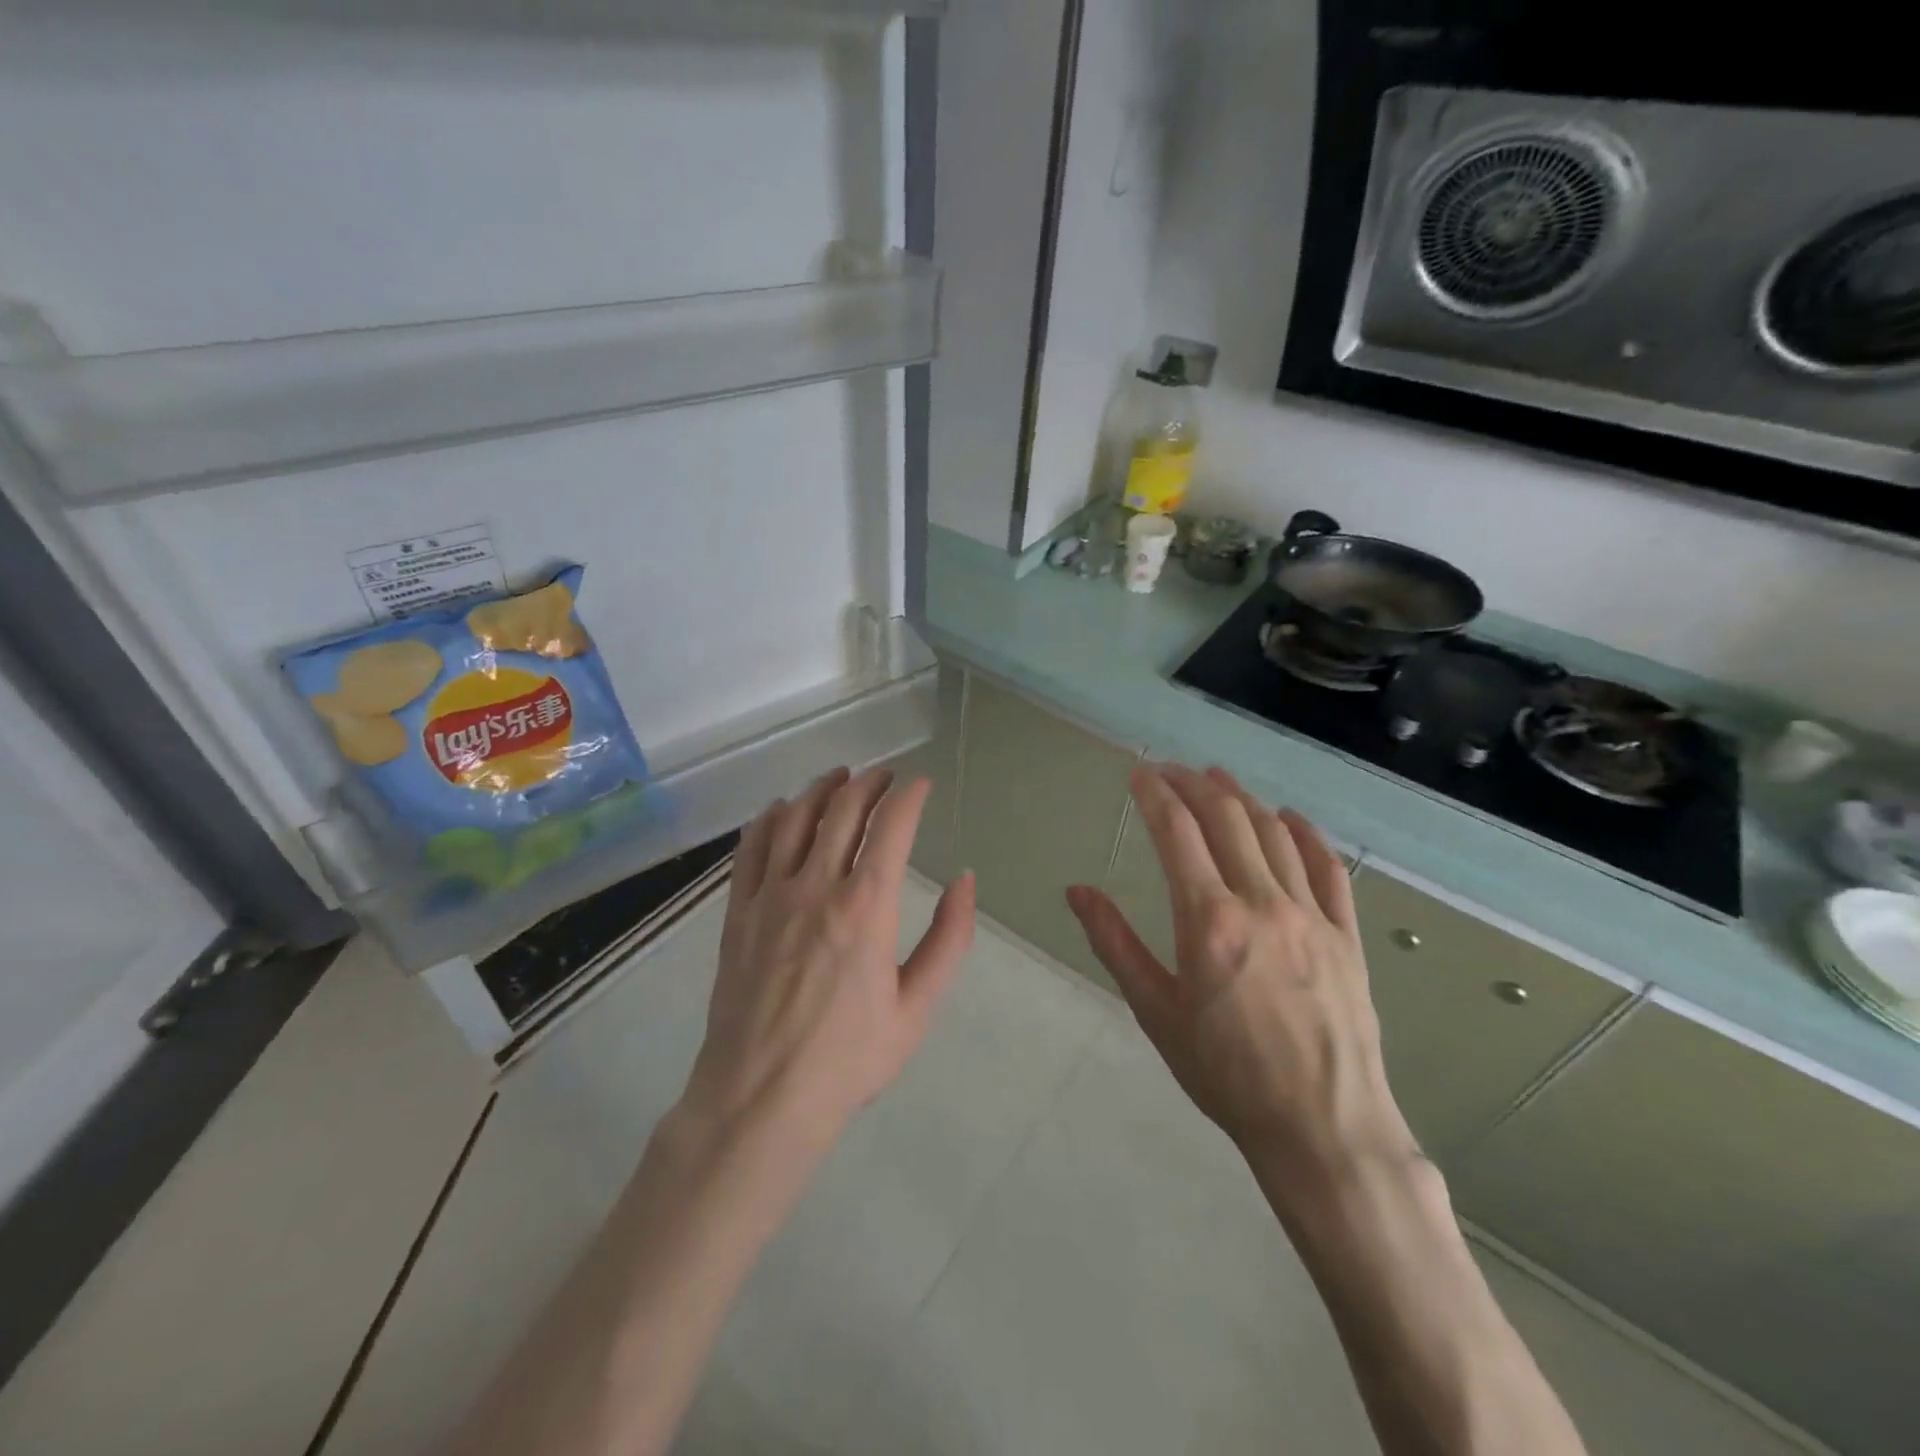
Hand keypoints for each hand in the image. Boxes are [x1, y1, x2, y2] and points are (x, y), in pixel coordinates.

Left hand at [683, 766, 975, 1150]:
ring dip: (821, 789)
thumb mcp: (917, 1008)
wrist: (760, 1099)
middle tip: (885, 777)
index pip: (891, 826)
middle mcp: (816, 886)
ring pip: (795, 818)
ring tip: (839, 777)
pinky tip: (782, 809)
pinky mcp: (738, 912)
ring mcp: (770, 896)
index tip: (920, 784)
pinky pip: (751, 847)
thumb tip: (965, 881)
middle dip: (869, 783)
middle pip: (843, 809)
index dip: (909, 795)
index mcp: (866, 907)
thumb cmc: (848, 1059)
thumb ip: (948, 939)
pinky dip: (770, 818)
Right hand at [1066, 764, 1415, 1192]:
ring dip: (1242, 798)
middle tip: (1171, 770)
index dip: (1155, 794)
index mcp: (1209, 920)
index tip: (1139, 774)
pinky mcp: (1346, 934)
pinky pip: (1327, 867)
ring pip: (1274, 833)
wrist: (1322, 1128)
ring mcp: (1311, 915)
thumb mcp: (1156, 1011)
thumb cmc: (1225, 1074)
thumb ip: (1115, 943)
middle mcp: (1261, 902)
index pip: (1177, 832)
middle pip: (1226, 818)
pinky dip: (1304, 833)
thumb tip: (1077, 891)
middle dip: (1194, 784)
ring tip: (1218, 778)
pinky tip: (1288, 818)